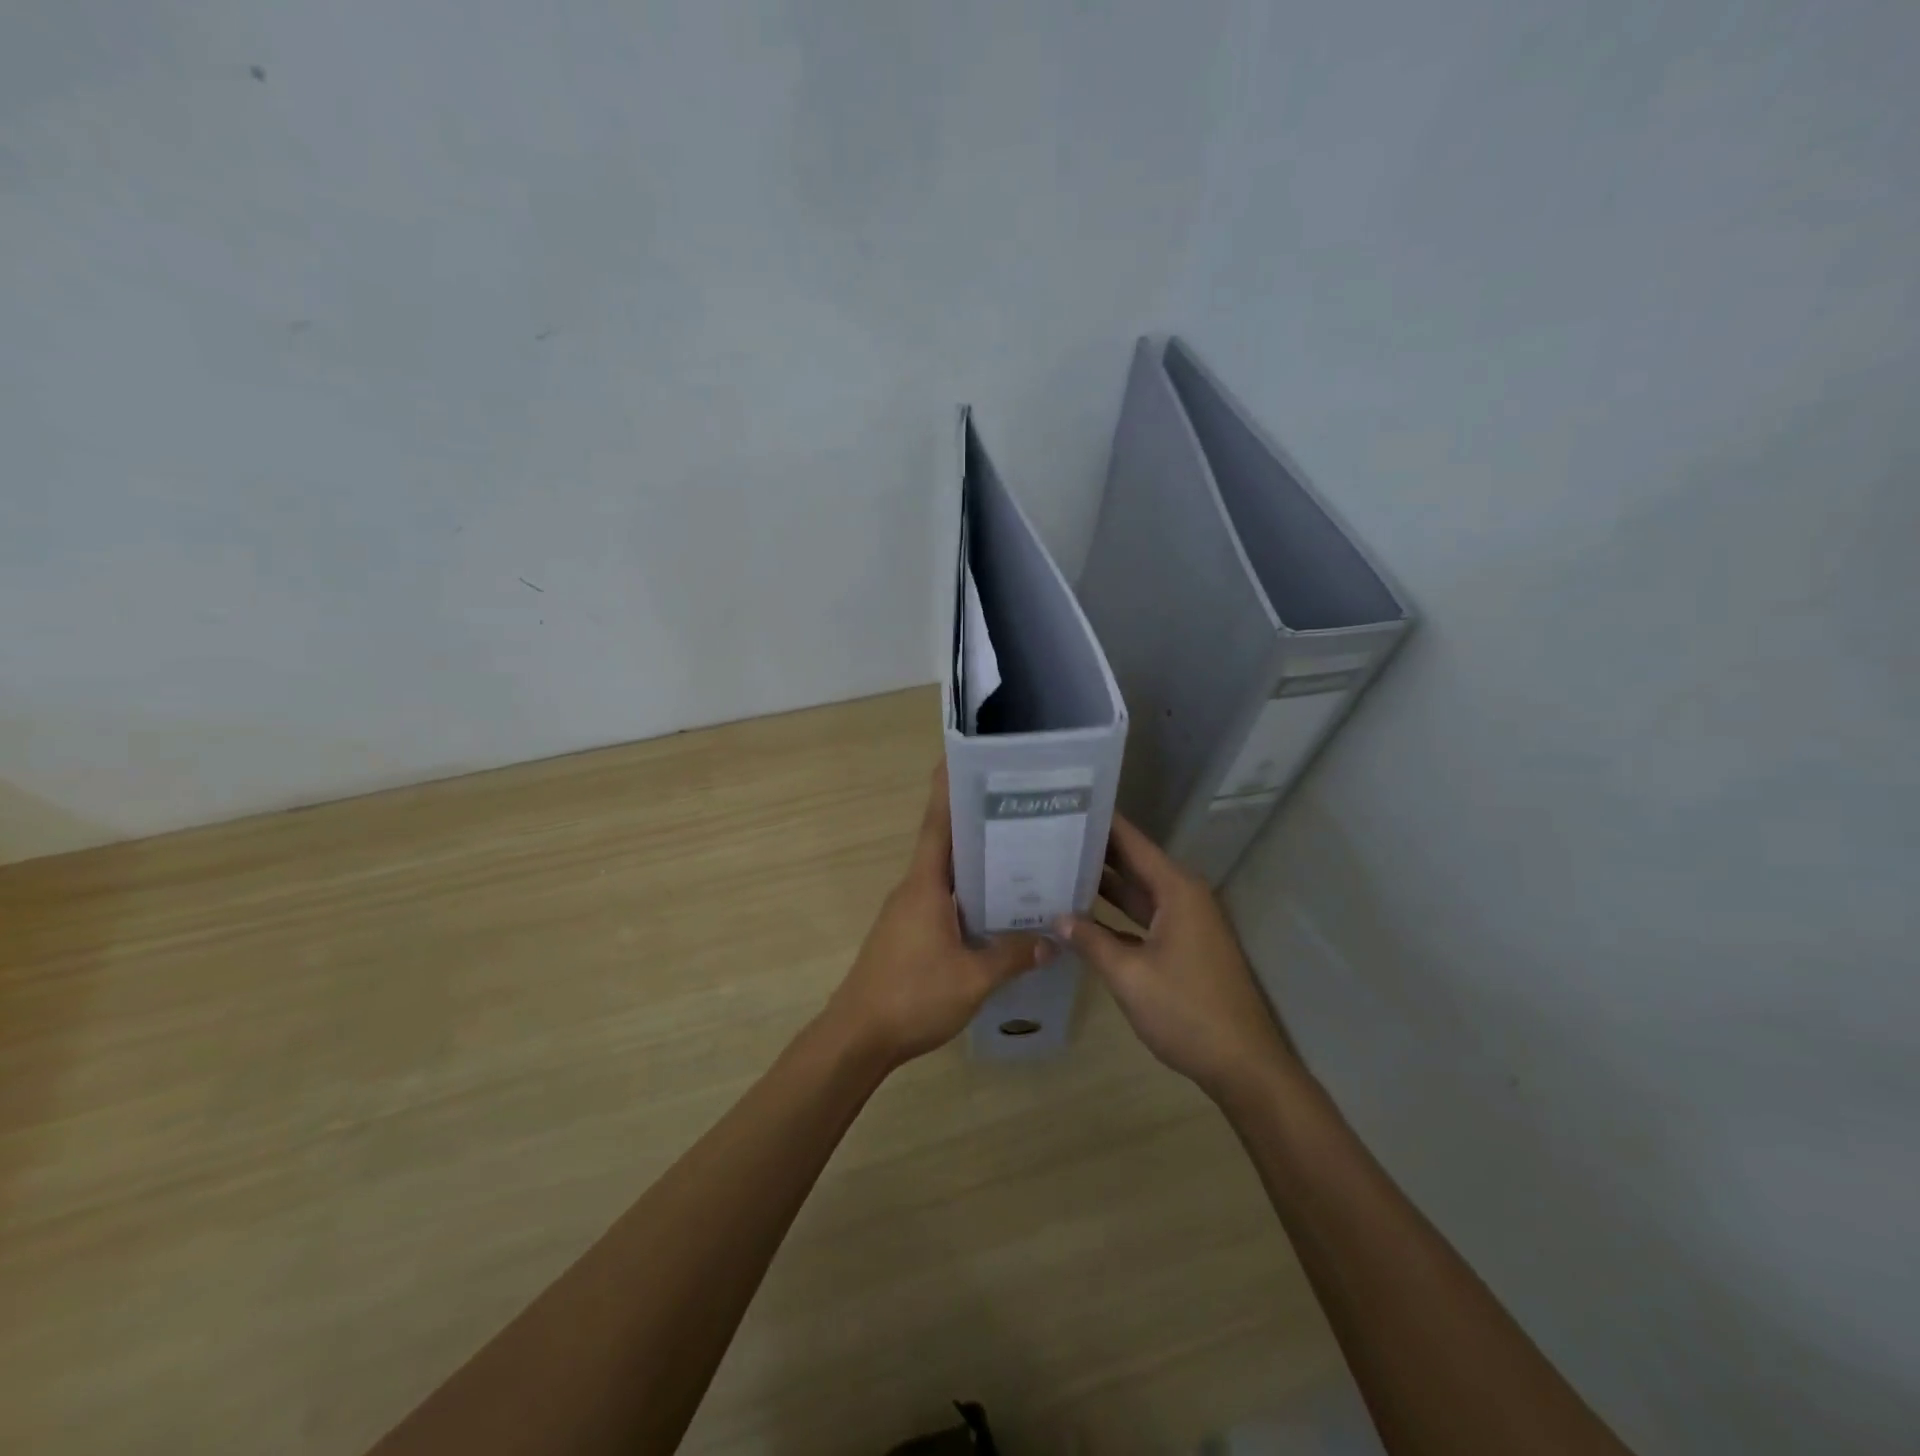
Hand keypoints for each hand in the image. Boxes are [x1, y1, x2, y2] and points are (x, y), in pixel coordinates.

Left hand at [824, 763, 1053, 1069]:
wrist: (858, 1036)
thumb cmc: (912, 996)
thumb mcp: (973, 978)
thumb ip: (1012, 955)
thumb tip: (1052, 940)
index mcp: (925, 884)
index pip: (938, 824)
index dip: (949, 789)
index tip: (964, 758)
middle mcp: (914, 888)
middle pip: (946, 844)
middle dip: (977, 822)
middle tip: (1020, 807)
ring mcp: (908, 911)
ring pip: (946, 875)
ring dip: (975, 861)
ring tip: (1020, 853)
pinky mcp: (908, 933)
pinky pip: (942, 900)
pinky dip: (968, 893)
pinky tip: (996, 908)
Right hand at [1060, 814, 1298, 1100]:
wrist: (1243, 1065)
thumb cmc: (1187, 1011)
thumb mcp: (1129, 975)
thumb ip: (1090, 941)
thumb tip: (1056, 917)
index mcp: (1177, 889)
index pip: (1132, 842)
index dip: (1101, 822)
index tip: (1066, 804)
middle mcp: (1182, 896)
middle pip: (1132, 863)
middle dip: (1094, 852)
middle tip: (1048, 837)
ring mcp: (1184, 923)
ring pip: (1136, 893)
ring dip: (1101, 886)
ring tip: (1055, 869)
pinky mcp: (1182, 947)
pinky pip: (1142, 918)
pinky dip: (1114, 916)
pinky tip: (1080, 917)